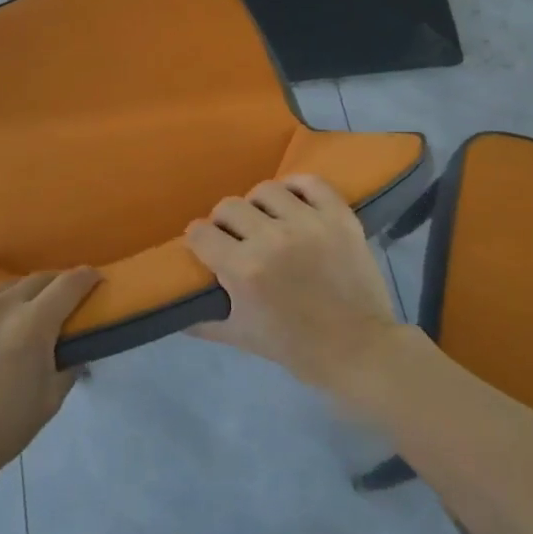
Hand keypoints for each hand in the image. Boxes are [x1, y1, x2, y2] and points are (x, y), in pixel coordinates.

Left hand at [0, 269, 100, 488]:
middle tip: (58, 302)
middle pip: (35, 280)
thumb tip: (74, 347)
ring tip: (12, 324)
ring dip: (13, 302)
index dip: (86, 277)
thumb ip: (68, 365)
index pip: (68, 285)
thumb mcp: (50, 400)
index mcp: (31, 325)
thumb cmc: (3, 429)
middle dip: (53, 286)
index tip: (94, 279)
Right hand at [185, 175, 399, 393]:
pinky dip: (297, 187)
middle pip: (228, 207)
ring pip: (266, 190)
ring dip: (258, 205)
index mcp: (244, 269)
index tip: (204, 246)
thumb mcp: (241, 337)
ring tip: (266, 219)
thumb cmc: (295, 347)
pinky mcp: (340, 218)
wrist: (357, 350)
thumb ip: (203, 321)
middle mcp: (272, 238)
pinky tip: (293, 202)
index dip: (198, 239)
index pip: (200, 233)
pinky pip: (311, 183)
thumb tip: (175, 312)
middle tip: (234, 237)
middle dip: (223, 222)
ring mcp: (309, 224)